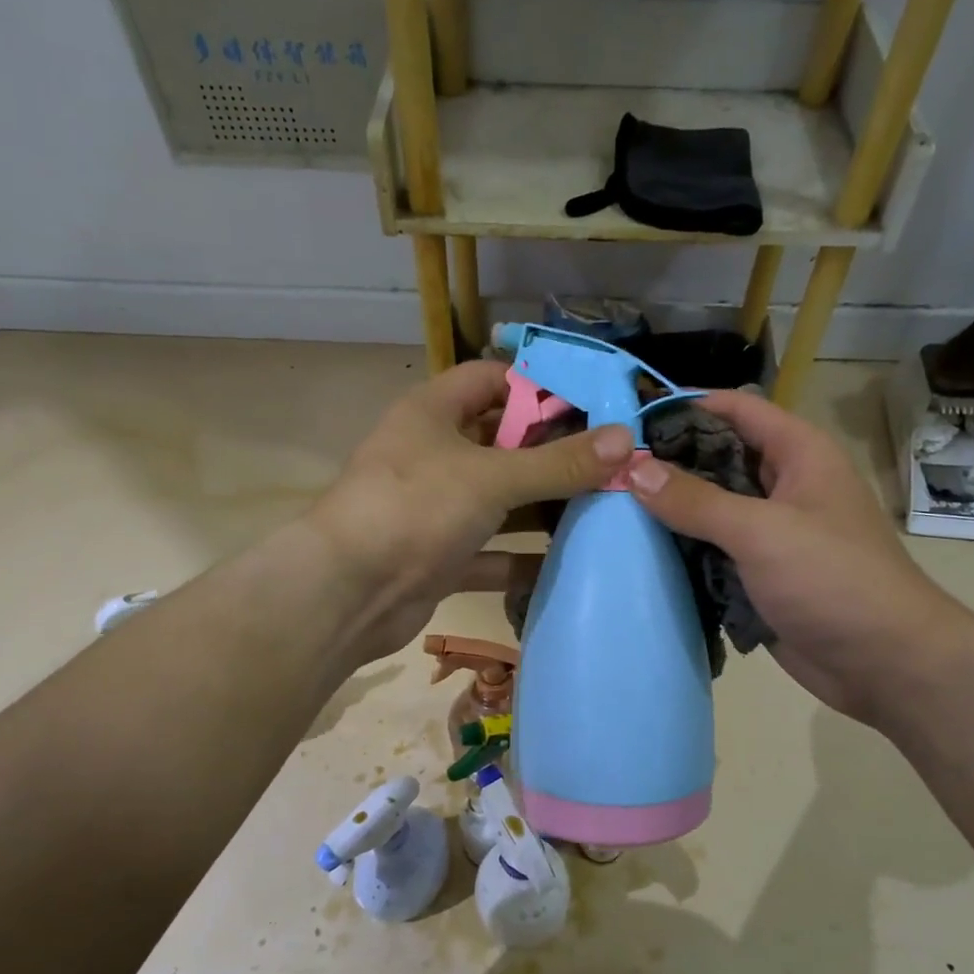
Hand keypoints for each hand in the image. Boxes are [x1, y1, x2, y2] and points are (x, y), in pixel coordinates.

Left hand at [310, 362, 631, 664]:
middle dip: (552, 453)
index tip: (594, 404)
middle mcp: (433, 455)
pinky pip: (491, 552)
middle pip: (502, 442)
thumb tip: (625, 439)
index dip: (539, 385)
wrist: (348, 594)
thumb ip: (558, 463)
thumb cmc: (415, 509)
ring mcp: (435, 510)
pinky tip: (570, 564)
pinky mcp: (440, 558)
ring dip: (543, 508)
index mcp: (433, 412)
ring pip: (499, 501)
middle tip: (612, 462)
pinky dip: (523, 559)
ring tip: (605, 509)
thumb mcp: (491, 478)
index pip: (491, 379)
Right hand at [626, 390, 968, 722]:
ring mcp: (772, 532)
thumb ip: (695, 500)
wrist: (885, 663)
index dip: (685, 407)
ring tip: (612, 508)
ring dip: (672, 510)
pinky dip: (683, 550)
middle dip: (669, 462)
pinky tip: (641, 553)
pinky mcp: (760, 573)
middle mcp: (784, 485)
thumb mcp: (761, 531)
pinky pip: (714, 550)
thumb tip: (633, 468)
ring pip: (712, 507)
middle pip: (718, 457)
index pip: (735, 410)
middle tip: (609, 471)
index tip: (629, 421)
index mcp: (799, 454)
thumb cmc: (833, 580)